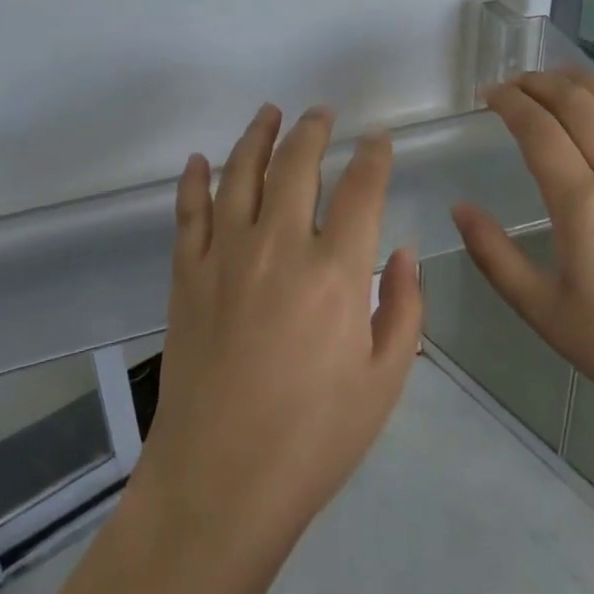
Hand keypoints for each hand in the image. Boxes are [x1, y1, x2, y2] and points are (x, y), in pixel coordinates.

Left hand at [130, 105, 423, 563]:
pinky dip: (193, 180)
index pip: (361, 189)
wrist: (220, 481)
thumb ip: (404, 309)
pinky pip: (188, 211)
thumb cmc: (314, 439)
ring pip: (240, 173)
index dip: (374, 156)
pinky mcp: (187, 274)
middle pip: (296, 164)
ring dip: (257, 136)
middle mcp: (278, 246)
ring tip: (270, 113)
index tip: (379, 140)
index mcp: (335, 272)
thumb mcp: (384, 381)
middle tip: (322, 112)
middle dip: (313, 130)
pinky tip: (198, 161)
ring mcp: (225, 255)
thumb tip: (406, 253)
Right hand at [451, 70, 593, 430]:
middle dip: (543, 84)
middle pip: (581, 107)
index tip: (487, 95)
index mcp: (581, 203)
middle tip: (515, 83)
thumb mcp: (540, 308)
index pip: (539, 130)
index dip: (510, 103)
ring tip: (560, 80)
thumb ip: (494, 254)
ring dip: (587, 89)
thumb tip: (460, 208)